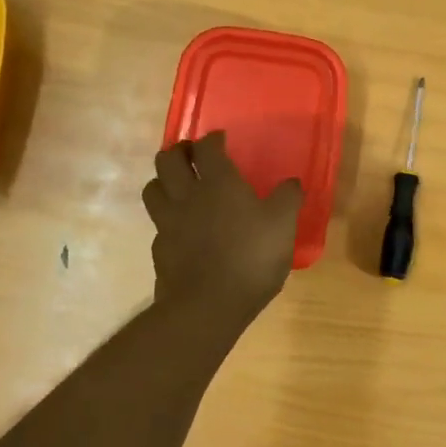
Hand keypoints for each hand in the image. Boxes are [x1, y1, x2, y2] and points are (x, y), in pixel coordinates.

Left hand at [143, 133, 301, 327]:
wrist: (207, 306)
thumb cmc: (250, 258)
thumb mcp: (283, 226)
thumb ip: (288, 199)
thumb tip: (293, 182)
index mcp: (218, 183)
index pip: (206, 148)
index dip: (212, 139)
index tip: (220, 140)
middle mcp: (187, 195)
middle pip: (167, 160)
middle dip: (178, 152)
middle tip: (192, 156)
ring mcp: (167, 223)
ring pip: (153, 188)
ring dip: (163, 181)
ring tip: (178, 186)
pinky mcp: (159, 250)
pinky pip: (157, 225)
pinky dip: (166, 219)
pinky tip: (179, 229)